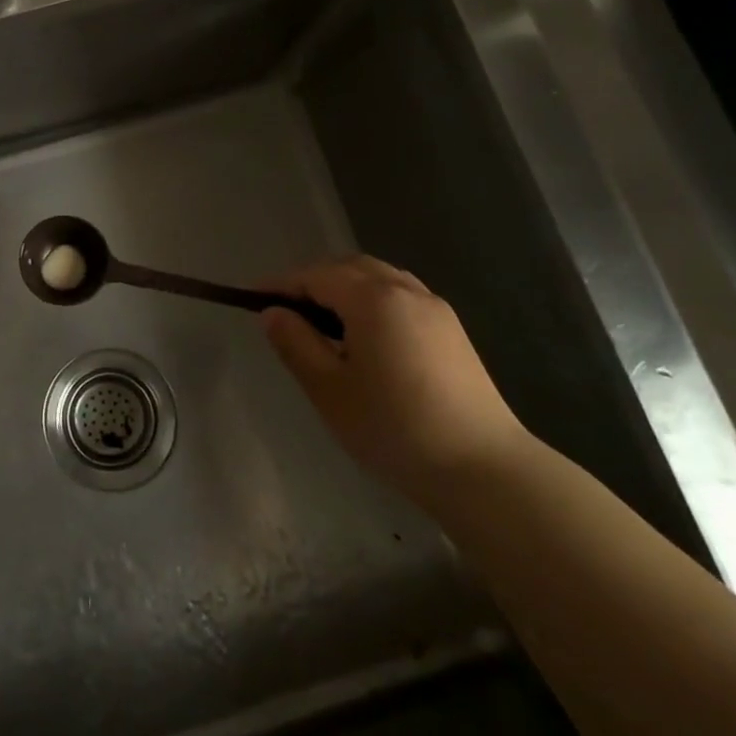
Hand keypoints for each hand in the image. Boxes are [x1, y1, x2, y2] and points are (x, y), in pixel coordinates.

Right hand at [263, 256, 528, 501]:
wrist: (483, 469)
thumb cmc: (395, 428)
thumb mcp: (330, 390)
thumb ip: (296, 344)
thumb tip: (273, 313)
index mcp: (373, 300)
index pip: (316, 276)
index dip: (281, 284)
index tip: (252, 298)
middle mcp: (406, 291)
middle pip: (349, 267)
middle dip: (313, 279)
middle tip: (286, 309)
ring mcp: (434, 308)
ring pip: (378, 277)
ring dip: (344, 286)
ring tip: (322, 320)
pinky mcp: (451, 330)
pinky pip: (401, 294)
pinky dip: (372, 298)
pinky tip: (365, 334)